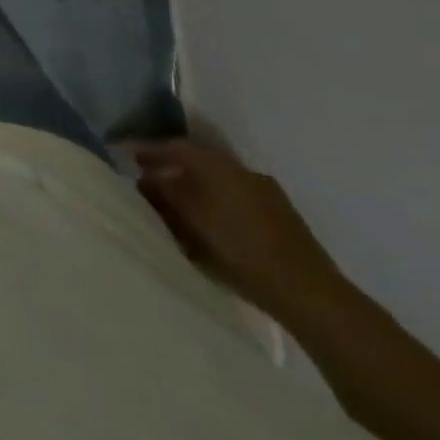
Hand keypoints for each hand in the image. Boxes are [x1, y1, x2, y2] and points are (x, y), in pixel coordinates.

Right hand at [130, 139, 344, 322]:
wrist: (308, 291)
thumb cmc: (239, 250)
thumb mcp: (190, 222)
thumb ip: (164, 197)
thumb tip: (145, 181)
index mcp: (217, 165)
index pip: (176, 147)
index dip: (152, 151)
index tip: (131, 157)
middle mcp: (241, 170)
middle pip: (199, 164)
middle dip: (175, 172)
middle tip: (154, 185)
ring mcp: (266, 193)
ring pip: (221, 183)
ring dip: (199, 191)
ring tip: (182, 209)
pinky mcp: (282, 218)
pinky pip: (239, 201)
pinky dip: (220, 206)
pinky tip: (216, 228)